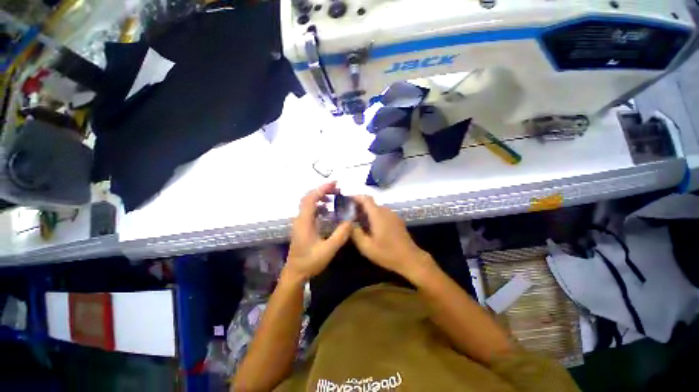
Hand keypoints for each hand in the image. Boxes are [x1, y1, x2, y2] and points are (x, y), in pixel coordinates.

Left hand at [284, 182, 352, 282]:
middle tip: (337, 189)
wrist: (295, 273)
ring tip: (334, 197)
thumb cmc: (310, 262)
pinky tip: (328, 210)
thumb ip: (340, 234)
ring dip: (320, 197)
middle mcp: (300, 219)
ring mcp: (300, 222)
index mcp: (304, 221)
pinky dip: (319, 205)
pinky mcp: (302, 226)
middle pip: (308, 197)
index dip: (322, 189)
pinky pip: (310, 210)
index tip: (335, 183)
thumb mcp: (328, 249)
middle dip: (322, 190)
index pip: (311, 198)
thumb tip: (351, 220)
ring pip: (308, 203)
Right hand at [351, 196, 435, 281]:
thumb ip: (356, 233)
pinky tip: (370, 227)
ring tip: (358, 221)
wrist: (410, 259)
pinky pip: (382, 214)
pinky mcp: (397, 220)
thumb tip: (348, 224)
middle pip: (370, 203)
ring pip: (376, 209)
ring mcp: (393, 215)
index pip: (366, 199)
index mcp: (378, 214)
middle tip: (349, 215)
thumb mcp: (366, 247)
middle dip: (359, 206)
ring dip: (367, 212)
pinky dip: (374, 216)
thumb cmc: (387, 253)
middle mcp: (386, 211)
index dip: (355, 197)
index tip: (346, 200)